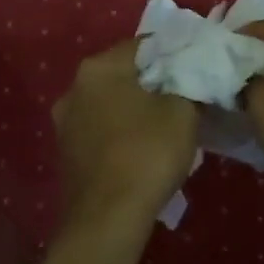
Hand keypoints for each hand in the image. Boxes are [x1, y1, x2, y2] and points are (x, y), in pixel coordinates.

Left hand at [53, 41, 198, 223]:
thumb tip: (191, 76)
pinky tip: (144, 149)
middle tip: (186, 97)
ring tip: (168, 126)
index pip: (144, 44)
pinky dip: (122, 132)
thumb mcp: (183, 111)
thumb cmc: (147, 153)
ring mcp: (65, 122)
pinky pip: (102, 129)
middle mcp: (74, 88)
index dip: (175, 53)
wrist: (107, 219)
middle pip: (124, 73)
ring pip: (111, 103)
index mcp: (99, 68)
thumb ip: (188, 83)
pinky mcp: (67, 152)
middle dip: (155, 82)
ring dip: (137, 109)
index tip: (197, 68)